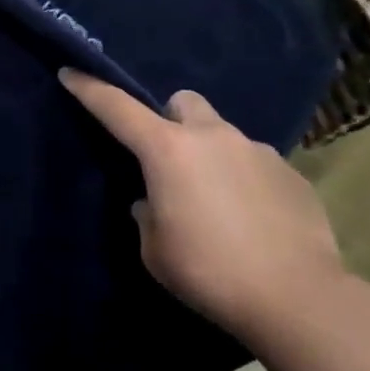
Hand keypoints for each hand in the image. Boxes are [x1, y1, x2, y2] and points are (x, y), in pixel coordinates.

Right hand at [59, 70, 342, 340]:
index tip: (71, 72)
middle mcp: (212, 136)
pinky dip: (246, 181)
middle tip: (171, 159)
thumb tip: (154, 202)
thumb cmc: (211, 273)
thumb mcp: (156, 252)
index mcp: (168, 150)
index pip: (117, 108)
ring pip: (222, 134)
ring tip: (219, 202)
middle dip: (171, 120)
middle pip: (182, 103)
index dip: (89, 88)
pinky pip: (256, 164)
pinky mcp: (289, 172)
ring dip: (211, 155)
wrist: (298, 298)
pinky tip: (254, 220)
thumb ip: (148, 216)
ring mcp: (255, 150)